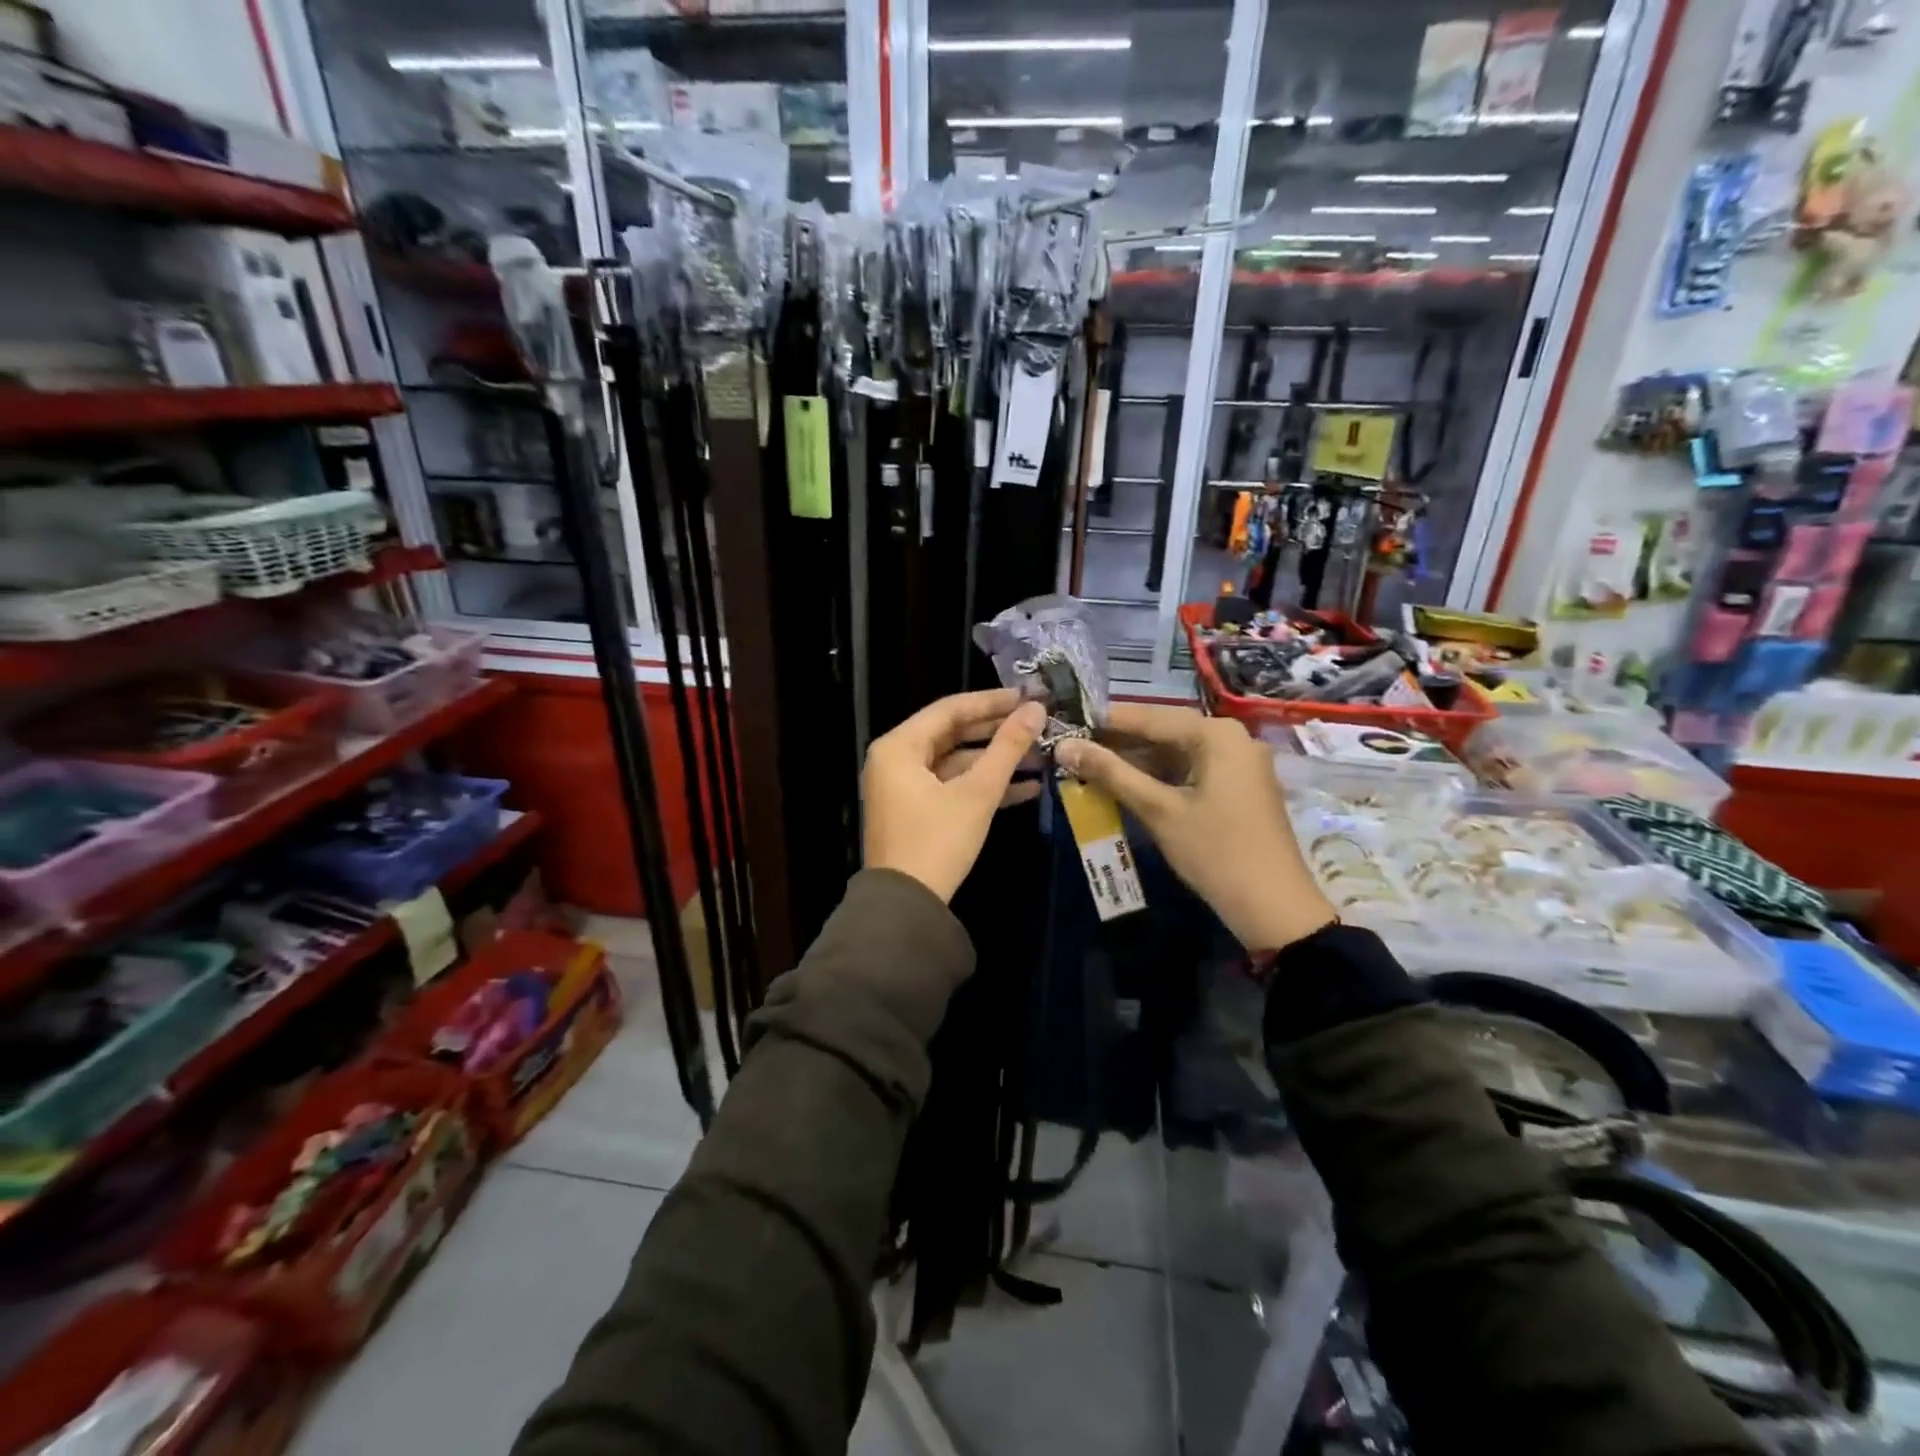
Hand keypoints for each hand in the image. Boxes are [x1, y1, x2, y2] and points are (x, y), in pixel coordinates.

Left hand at [864, 689, 1047, 901]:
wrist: (905, 907)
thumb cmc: (937, 841)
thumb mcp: (977, 792)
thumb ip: (1007, 748)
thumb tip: (1036, 709)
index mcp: (899, 747)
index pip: (950, 709)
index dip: (992, 702)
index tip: (1028, 696)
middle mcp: (896, 760)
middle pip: (953, 734)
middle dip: (997, 732)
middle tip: (1037, 724)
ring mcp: (904, 787)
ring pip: (956, 762)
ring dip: (996, 762)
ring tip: (1040, 757)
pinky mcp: (916, 811)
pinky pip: (951, 787)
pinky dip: (983, 786)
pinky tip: (1027, 788)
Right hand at [1056, 704, 1334, 949]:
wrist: (1274, 906)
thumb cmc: (1215, 851)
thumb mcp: (1158, 810)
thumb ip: (1110, 773)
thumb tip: (1064, 746)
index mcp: (1216, 734)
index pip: (1149, 717)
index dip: (1105, 721)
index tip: (1067, 723)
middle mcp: (1231, 738)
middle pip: (1164, 731)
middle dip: (1119, 743)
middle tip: (1073, 748)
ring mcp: (1238, 763)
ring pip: (1176, 752)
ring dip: (1136, 762)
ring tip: (1090, 767)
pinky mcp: (1238, 787)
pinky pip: (1190, 770)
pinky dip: (1159, 777)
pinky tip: (1125, 786)